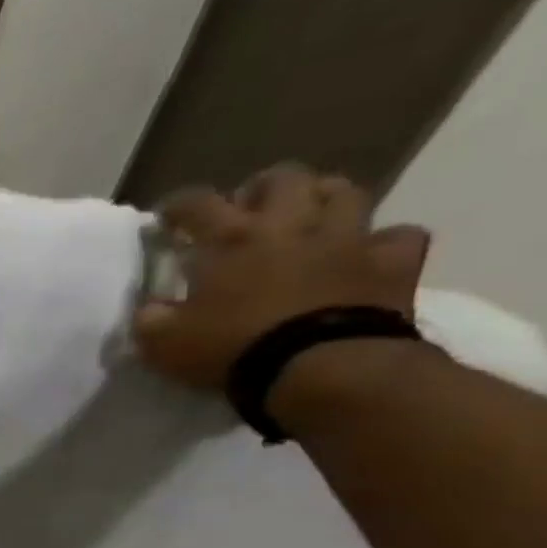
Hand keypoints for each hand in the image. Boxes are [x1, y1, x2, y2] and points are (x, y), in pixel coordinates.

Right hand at [132, 163, 431, 391]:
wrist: (320, 369)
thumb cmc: (233, 349)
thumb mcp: (166, 344)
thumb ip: (151, 321)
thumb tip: (148, 311)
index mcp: (232, 239)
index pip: (197, 204)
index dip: (179, 206)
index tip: (167, 217)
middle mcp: (290, 224)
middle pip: (282, 178)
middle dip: (262, 188)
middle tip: (248, 210)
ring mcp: (347, 239)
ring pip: (343, 192)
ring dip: (323, 199)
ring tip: (309, 218)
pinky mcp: (391, 264)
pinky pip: (398, 238)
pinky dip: (382, 242)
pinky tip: (368, 254)